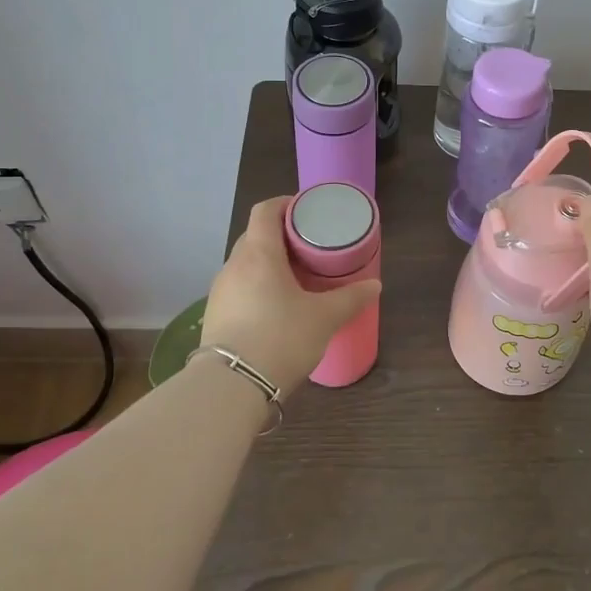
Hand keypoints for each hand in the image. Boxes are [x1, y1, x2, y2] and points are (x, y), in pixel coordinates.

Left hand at [199, 196, 380, 393]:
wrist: (230, 387)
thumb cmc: (280, 338)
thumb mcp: (324, 318)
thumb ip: (350, 298)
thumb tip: (374, 285)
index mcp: (259, 254)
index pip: (265, 211)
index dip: (285, 204)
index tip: (306, 211)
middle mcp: (234, 266)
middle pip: (255, 237)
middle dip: (281, 237)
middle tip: (310, 248)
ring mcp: (220, 292)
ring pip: (246, 265)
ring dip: (269, 265)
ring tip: (296, 279)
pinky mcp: (215, 316)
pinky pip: (240, 289)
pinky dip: (258, 288)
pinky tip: (276, 309)